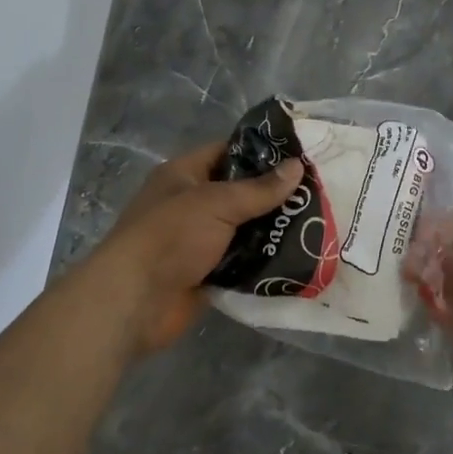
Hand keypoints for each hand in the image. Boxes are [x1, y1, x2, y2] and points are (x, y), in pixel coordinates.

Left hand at [92, 142, 301, 356]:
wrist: (135, 301)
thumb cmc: (171, 237)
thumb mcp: (217, 203)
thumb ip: (259, 189)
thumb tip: (297, 166)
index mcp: (183, 175)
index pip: (227, 152)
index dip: (261, 152)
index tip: (300, 155)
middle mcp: (191, 204)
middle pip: (239, 193)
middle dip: (274, 195)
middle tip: (317, 191)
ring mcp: (198, 240)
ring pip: (244, 229)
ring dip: (273, 229)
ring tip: (318, 222)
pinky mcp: (207, 273)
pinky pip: (242, 261)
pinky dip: (264, 260)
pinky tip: (298, 255)